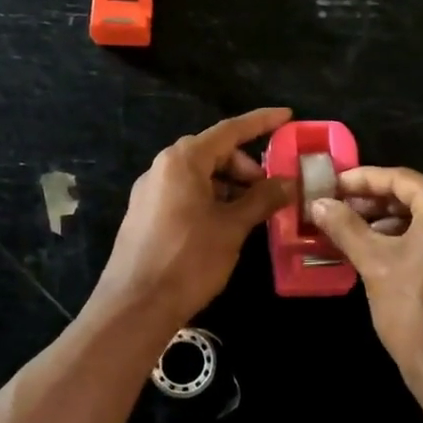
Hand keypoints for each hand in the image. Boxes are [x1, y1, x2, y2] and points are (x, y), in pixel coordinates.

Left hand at [93, 107, 294, 325]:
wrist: (135, 305)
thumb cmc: (188, 259)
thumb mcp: (232, 227)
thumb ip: (261, 199)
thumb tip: (287, 182)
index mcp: (182, 160)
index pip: (229, 130)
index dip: (261, 122)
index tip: (287, 116)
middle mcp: (162, 167)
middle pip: (213, 153)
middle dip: (246, 166)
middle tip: (271, 190)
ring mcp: (150, 191)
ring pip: (199, 176)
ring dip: (229, 186)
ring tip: (253, 212)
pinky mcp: (145, 214)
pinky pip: (184, 194)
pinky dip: (211, 199)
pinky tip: (227, 224)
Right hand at [309, 167, 422, 389]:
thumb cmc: (415, 311)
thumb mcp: (374, 264)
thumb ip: (345, 227)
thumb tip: (319, 204)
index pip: (399, 178)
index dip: (360, 180)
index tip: (330, 186)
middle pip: (417, 196)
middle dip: (374, 203)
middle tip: (336, 211)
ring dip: (392, 223)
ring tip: (354, 233)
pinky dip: (414, 241)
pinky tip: (384, 254)